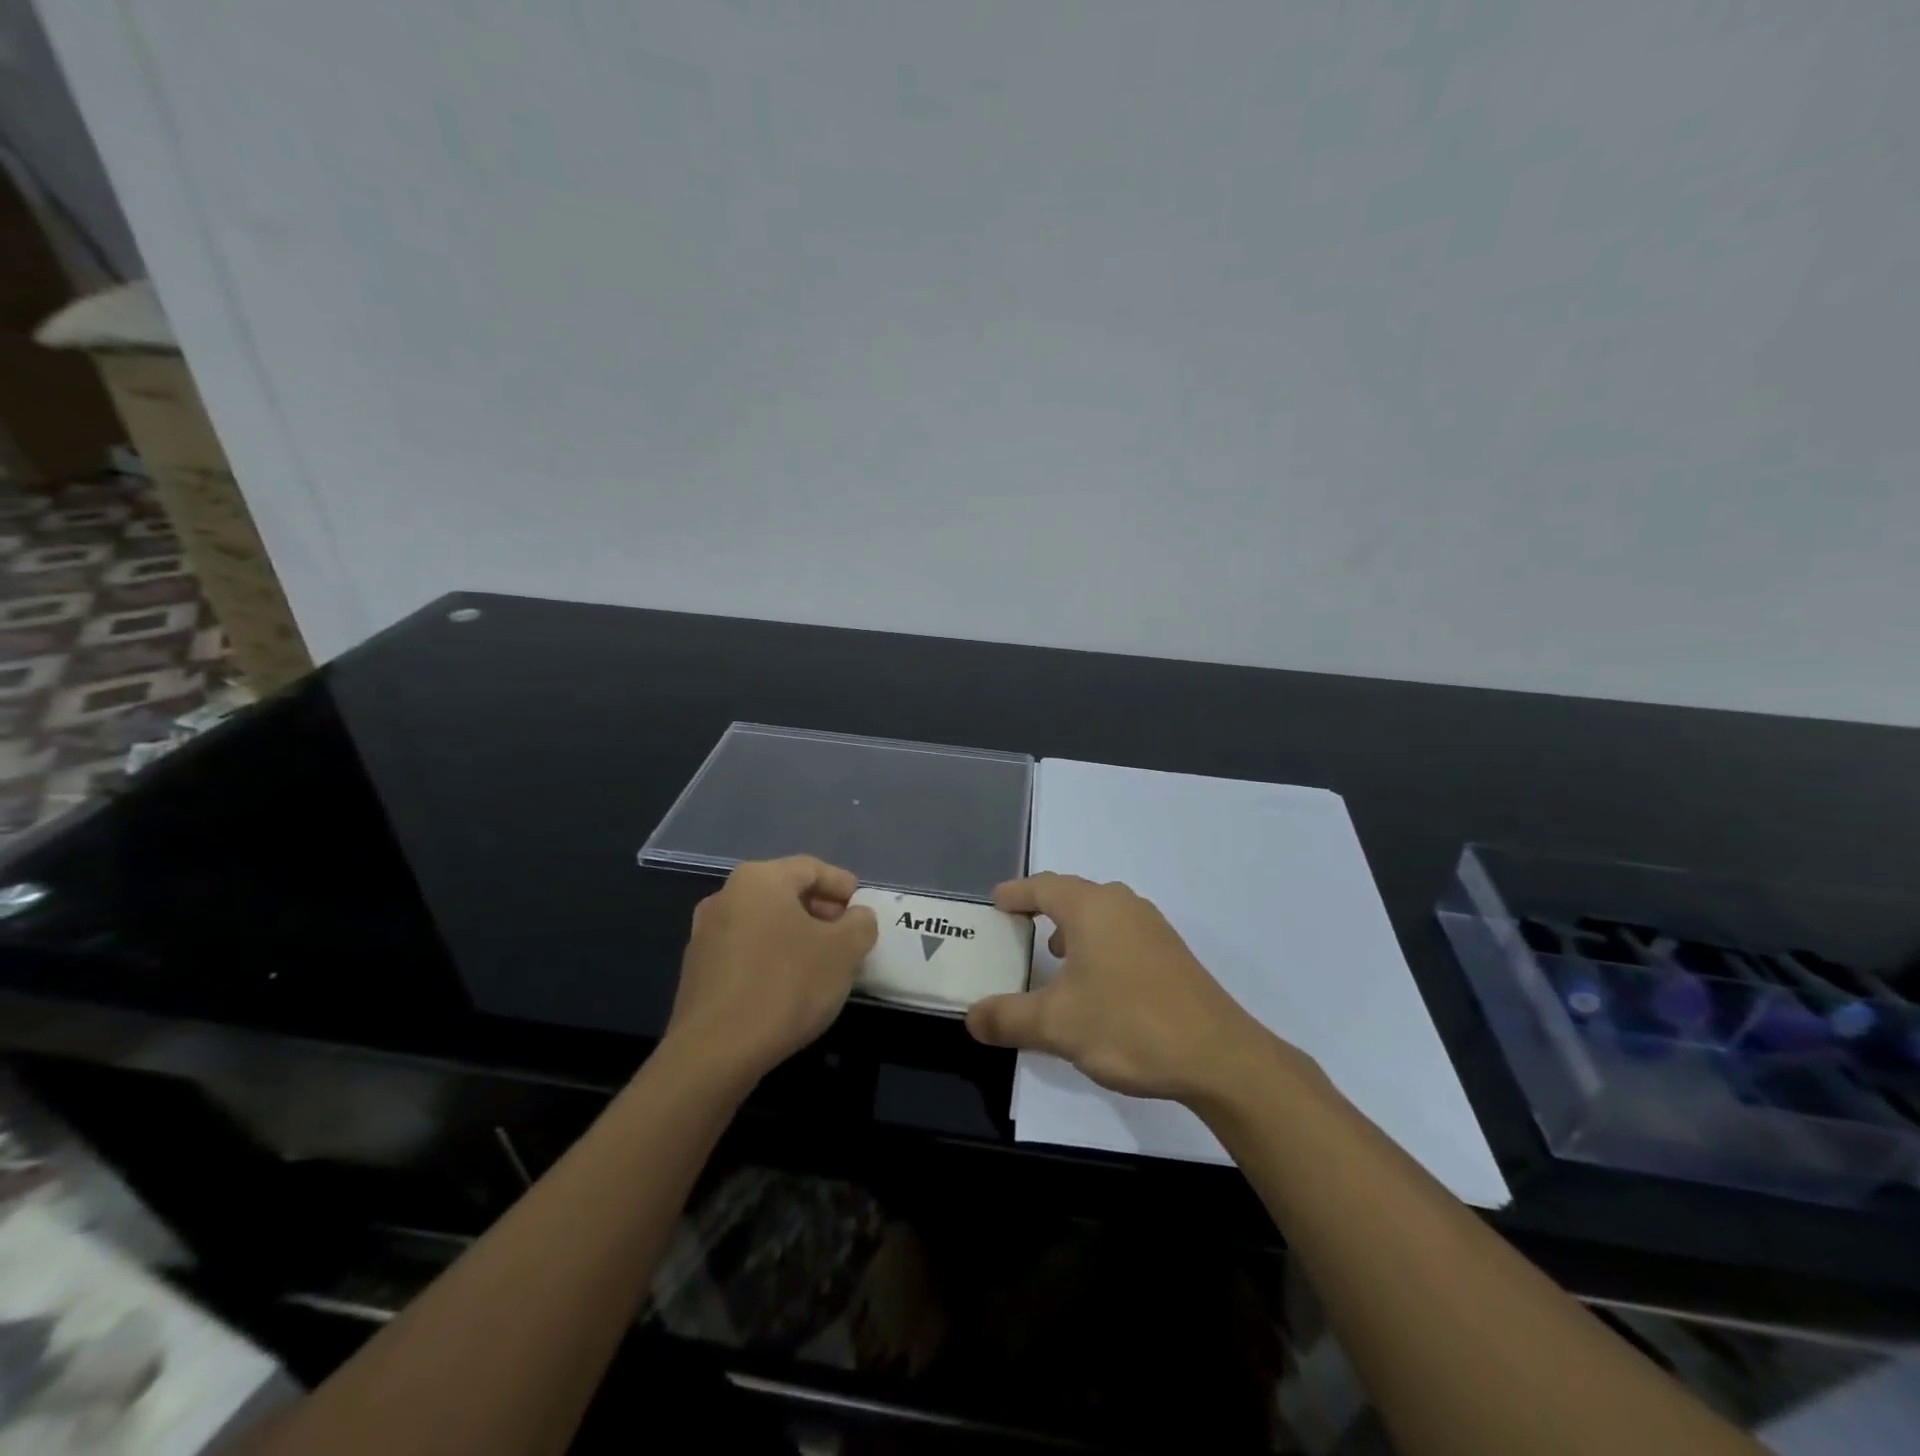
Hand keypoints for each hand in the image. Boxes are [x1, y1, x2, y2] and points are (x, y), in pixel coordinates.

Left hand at [663, 857, 878, 1090]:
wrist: (714, 1053)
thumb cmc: (786, 986)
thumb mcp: (844, 951)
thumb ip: (860, 924)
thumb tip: (856, 917)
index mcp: (759, 880)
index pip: (811, 868)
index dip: (842, 885)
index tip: (862, 907)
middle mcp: (725, 896)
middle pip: (785, 892)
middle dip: (820, 910)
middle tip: (847, 935)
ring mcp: (705, 934)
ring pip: (764, 922)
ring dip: (796, 935)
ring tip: (822, 963)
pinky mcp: (696, 971)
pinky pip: (745, 950)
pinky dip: (771, 957)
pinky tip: (788, 986)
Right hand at [965, 873, 1287, 1103]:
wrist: (1218, 1056)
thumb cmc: (1128, 1025)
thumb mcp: (1057, 1025)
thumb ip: (1008, 1018)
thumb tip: (970, 1018)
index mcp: (1091, 908)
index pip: (1042, 886)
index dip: (1015, 893)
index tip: (996, 902)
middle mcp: (1122, 905)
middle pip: (1072, 894)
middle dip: (1042, 908)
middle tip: (1017, 928)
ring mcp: (1152, 927)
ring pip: (1101, 913)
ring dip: (1072, 927)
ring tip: (1053, 954)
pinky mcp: (1171, 953)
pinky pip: (1121, 932)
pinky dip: (1098, 943)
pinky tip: (1096, 980)